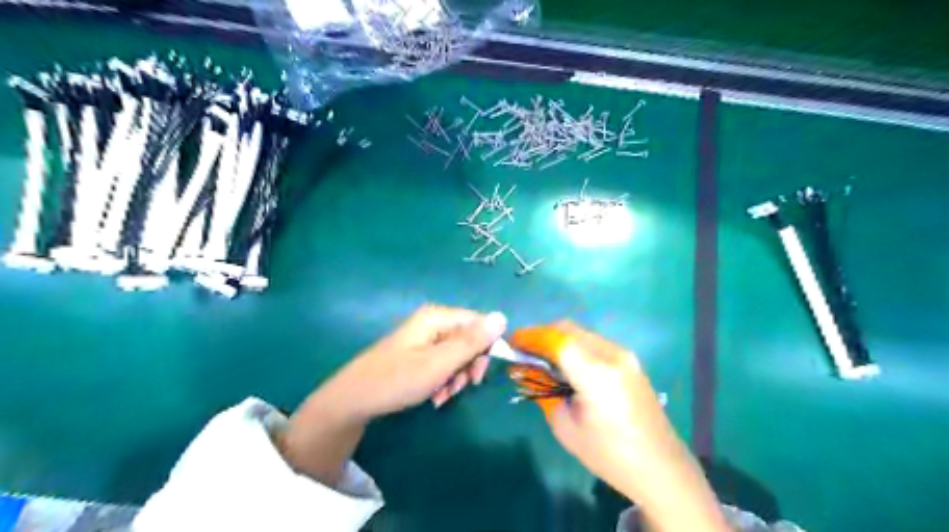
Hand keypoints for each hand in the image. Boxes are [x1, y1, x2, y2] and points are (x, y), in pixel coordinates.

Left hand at [321, 301, 511, 416]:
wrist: (353, 400)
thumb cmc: (397, 379)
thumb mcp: (440, 363)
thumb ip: (472, 341)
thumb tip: (503, 316)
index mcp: (438, 317)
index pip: (480, 323)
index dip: (485, 348)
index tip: (477, 375)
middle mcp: (433, 322)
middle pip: (469, 339)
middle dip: (468, 366)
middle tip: (461, 387)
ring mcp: (423, 338)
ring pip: (457, 354)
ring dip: (456, 377)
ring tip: (442, 395)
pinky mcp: (417, 353)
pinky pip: (442, 362)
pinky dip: (443, 379)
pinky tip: (434, 395)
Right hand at [517, 320, 687, 498]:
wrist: (661, 467)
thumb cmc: (609, 455)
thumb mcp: (565, 427)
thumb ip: (542, 391)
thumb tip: (524, 370)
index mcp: (596, 374)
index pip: (557, 340)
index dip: (531, 336)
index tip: (512, 341)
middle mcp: (612, 355)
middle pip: (568, 329)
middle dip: (541, 334)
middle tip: (523, 350)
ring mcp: (624, 355)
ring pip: (581, 332)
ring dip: (557, 338)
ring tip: (540, 357)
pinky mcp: (629, 360)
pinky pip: (593, 341)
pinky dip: (573, 345)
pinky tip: (565, 362)